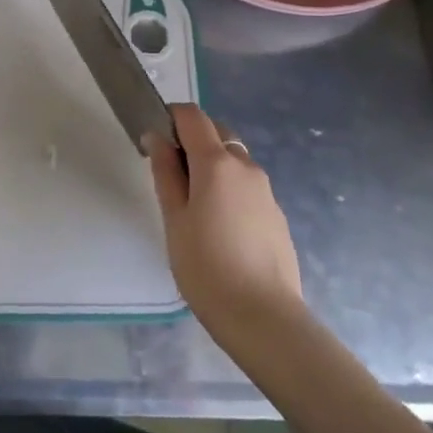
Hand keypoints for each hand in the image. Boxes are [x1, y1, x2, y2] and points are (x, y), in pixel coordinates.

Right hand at [147, 104, 302, 334]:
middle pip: (218, 132)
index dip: (171, 117)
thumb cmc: (205, 267)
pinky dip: (230, 188)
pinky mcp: (276, 213)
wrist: (263, 317)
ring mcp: (266, 190)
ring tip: (195, 206)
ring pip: (235, 160)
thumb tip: (158, 138)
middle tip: (172, 175)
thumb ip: (166, 173)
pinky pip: (248, 186)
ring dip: (213, 165)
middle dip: (193, 139)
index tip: (156, 140)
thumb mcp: (174, 218)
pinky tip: (221, 227)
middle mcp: (245, 166)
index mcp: (216, 162)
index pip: (193, 116)